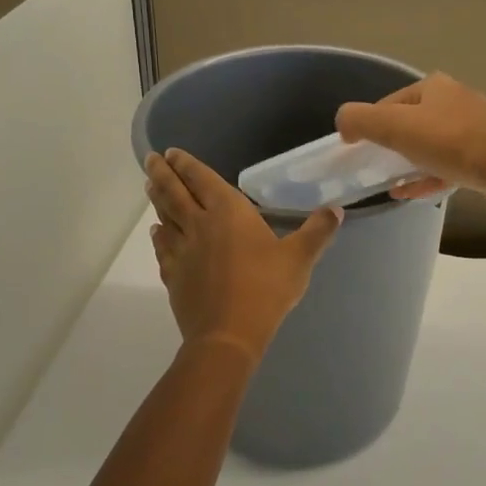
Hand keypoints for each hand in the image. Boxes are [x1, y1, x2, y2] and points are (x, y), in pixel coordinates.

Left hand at [145, 149, 342, 364]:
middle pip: (174, 192)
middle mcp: (199, 224)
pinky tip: (156, 232)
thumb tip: (336, 210)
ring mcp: (182, 250)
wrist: (227, 334)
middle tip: (150, 159)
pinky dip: (158, 235)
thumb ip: (317, 231)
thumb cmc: (266, 289)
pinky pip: (162, 247)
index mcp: (229, 212)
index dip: (187, 164)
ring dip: (157, 198)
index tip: (171, 152)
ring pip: (164, 216)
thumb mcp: (300, 258)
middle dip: (162, 173)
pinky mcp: (173, 274)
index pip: (202, 179)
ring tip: (150, 185)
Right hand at [335, 73, 485, 211]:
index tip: (357, 147)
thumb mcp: (396, 126)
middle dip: (392, 143)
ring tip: (390, 182)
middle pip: (413, 122)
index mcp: (435, 87)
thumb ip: (361, 120)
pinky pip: (448, 166)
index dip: (370, 123)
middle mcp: (456, 101)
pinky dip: (427, 177)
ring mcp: (475, 129)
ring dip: (409, 163)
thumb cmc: (451, 142)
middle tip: (374, 165)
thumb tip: (343, 121)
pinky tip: (410, 193)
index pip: (391, 102)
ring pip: (432, 145)